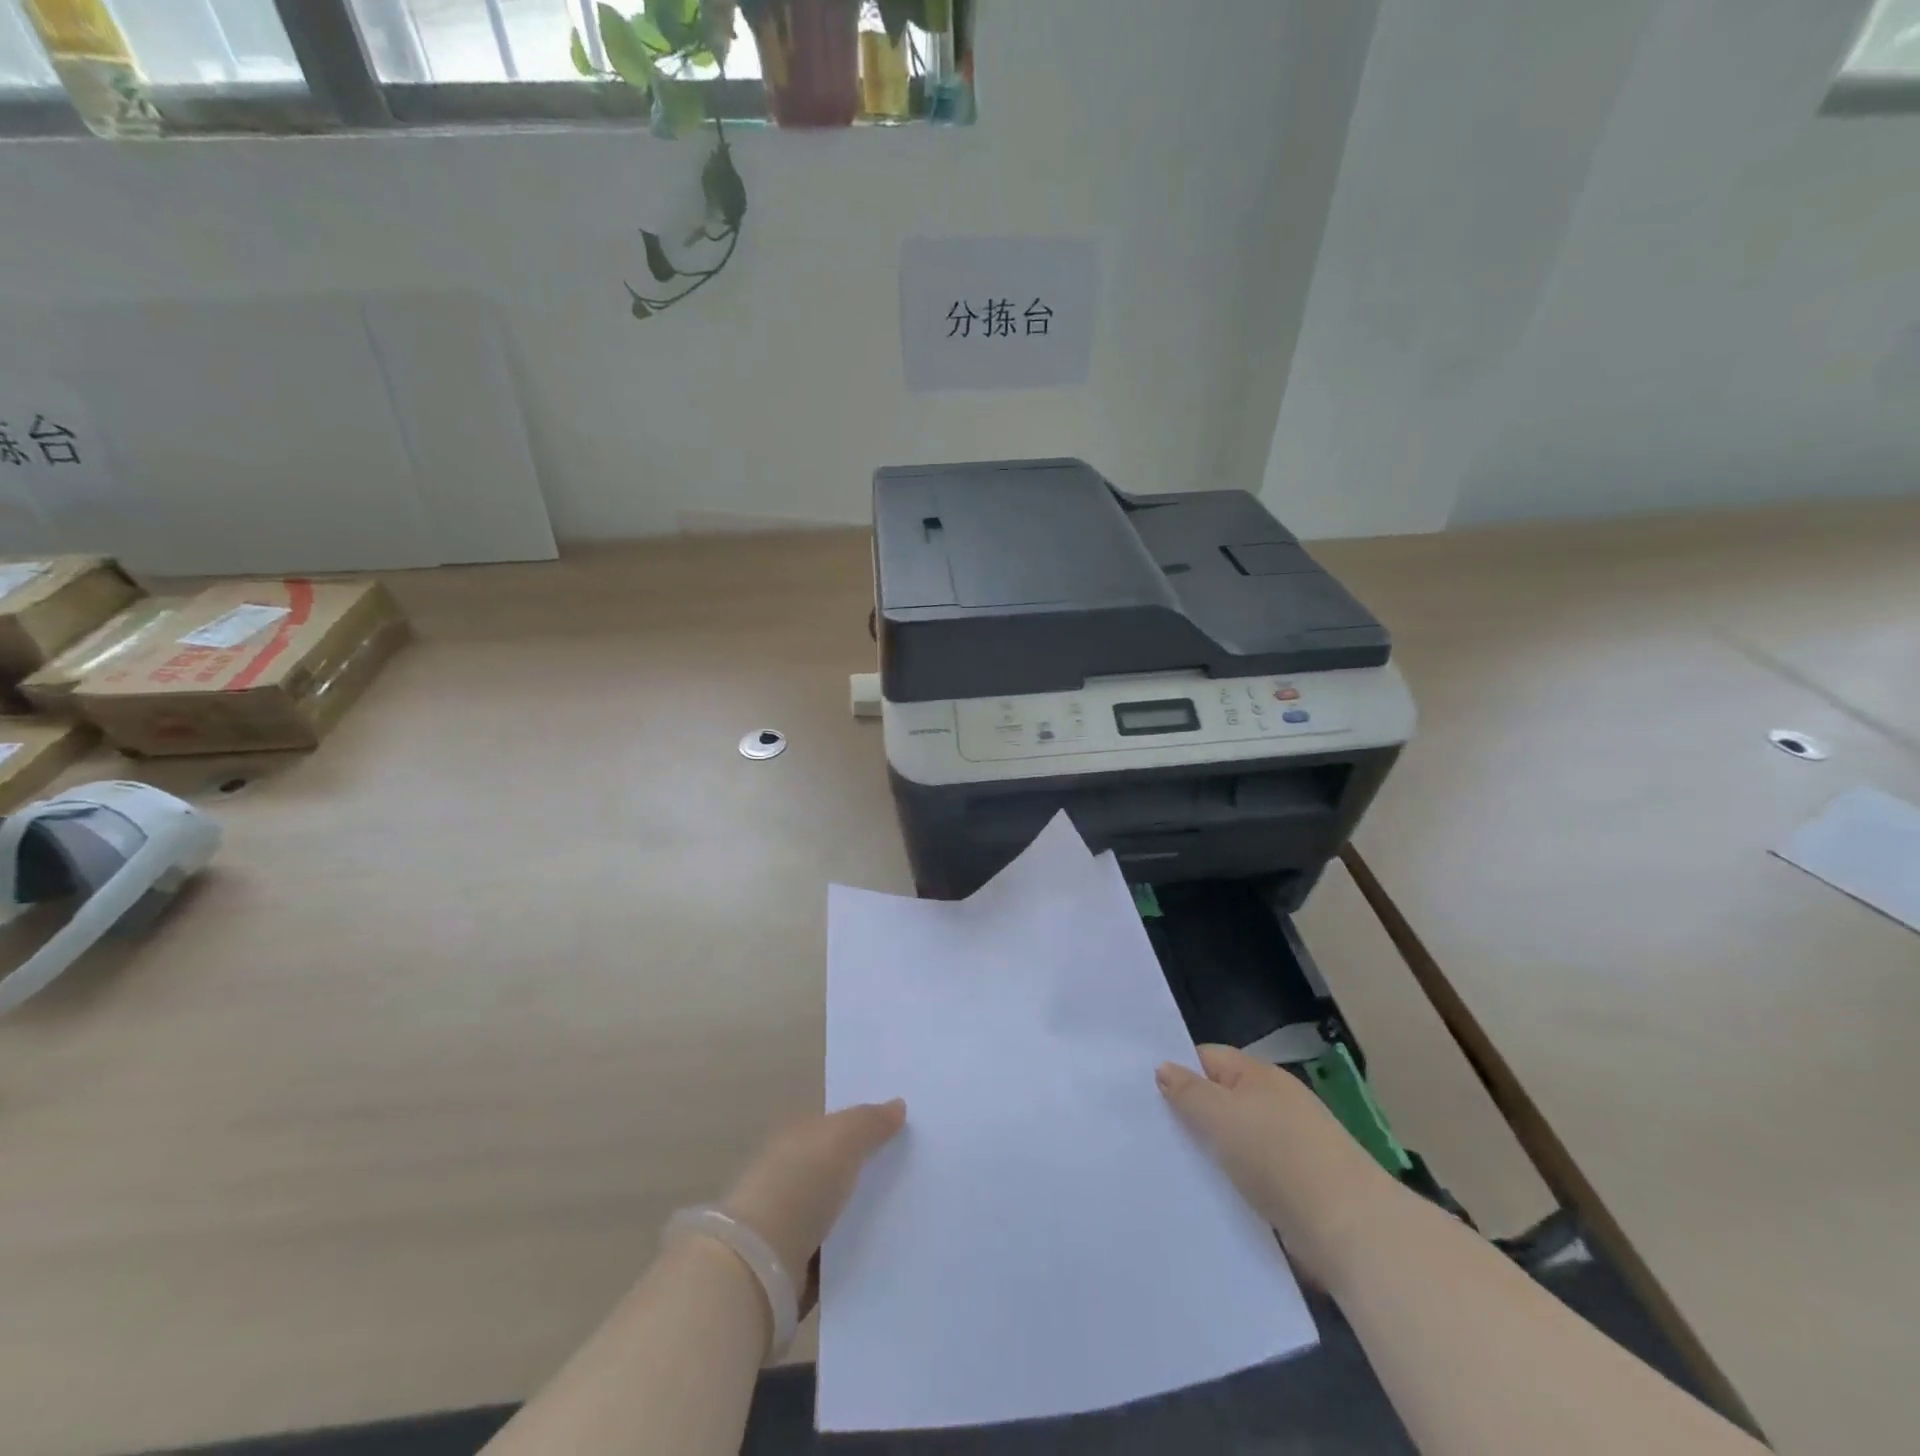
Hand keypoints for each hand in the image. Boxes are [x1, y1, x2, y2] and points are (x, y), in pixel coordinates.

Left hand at [720, 1100, 906, 1304]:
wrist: (760, 1262)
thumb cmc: (800, 1183)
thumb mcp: (842, 1139)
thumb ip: (871, 1121)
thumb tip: (898, 1105)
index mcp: (795, 1137)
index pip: (834, 1127)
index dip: (865, 1127)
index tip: (902, 1133)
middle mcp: (790, 1174)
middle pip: (837, 1168)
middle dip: (867, 1170)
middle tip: (915, 1172)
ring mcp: (790, 1221)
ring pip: (837, 1210)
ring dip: (862, 1213)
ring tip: (909, 1213)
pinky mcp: (796, 1264)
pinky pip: (835, 1250)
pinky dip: (854, 1250)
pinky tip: (886, 1249)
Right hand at [1157, 1045, 1395, 1285]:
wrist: (1351, 1229)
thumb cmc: (1278, 1157)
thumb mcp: (1220, 1116)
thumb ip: (1188, 1091)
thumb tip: (1164, 1067)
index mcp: (1259, 1075)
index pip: (1208, 1057)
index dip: (1178, 1069)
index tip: (1144, 1093)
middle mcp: (1277, 1103)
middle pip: (1222, 1099)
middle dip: (1192, 1115)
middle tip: (1152, 1132)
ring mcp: (1292, 1146)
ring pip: (1237, 1141)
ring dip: (1212, 1154)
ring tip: (1173, 1168)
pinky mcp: (1300, 1188)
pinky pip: (1254, 1177)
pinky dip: (1235, 1185)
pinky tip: (1212, 1198)